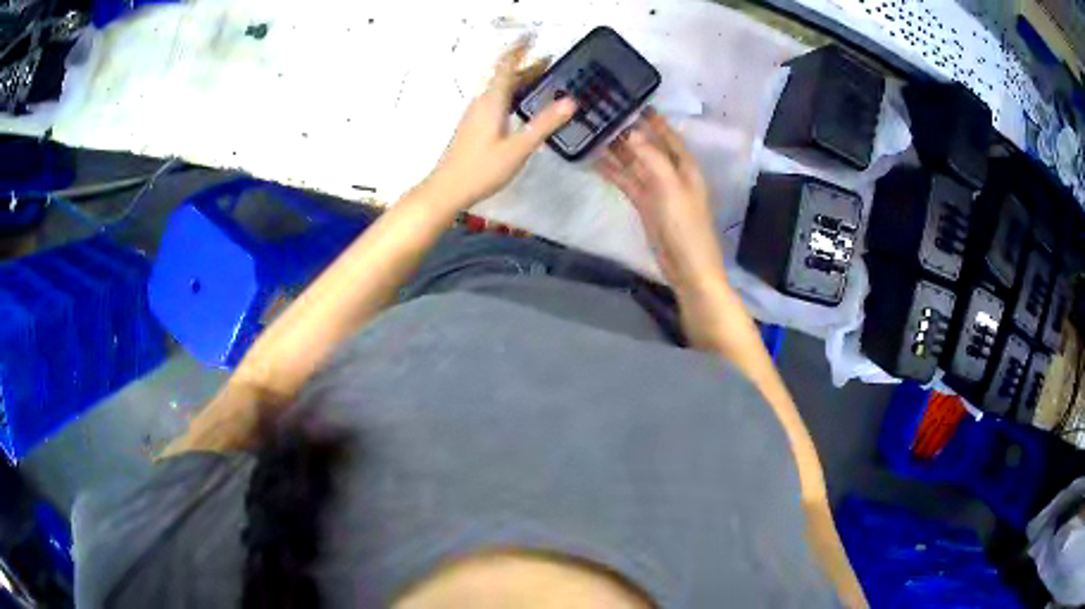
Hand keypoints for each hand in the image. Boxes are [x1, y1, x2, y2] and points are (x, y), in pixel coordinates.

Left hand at [424, 35, 576, 208]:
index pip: (506, 66)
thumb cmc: (481, 169)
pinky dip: (511, 94)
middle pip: (504, 76)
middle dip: (526, 65)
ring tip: (541, 79)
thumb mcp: (518, 148)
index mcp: (492, 101)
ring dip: (519, 80)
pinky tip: (520, 105)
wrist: (446, 189)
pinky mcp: (472, 126)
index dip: (519, 49)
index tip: (532, 36)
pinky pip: (495, 100)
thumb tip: (571, 102)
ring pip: (499, 88)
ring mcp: (474, 114)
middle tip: (550, 61)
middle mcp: (481, 102)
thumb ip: (544, 124)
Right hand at [596, 109, 725, 294]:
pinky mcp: (644, 205)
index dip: (653, 119)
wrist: (687, 268)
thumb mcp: (670, 187)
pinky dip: (613, 171)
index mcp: (685, 166)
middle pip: (648, 146)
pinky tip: (595, 160)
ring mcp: (657, 189)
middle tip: (603, 113)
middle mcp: (671, 173)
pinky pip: (627, 181)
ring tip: (593, 131)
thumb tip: (631, 130)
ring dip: (617, 149)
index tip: (633, 100)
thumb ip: (651, 157)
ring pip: (634, 163)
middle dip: (629, 130)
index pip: (668, 135)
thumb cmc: (686, 226)